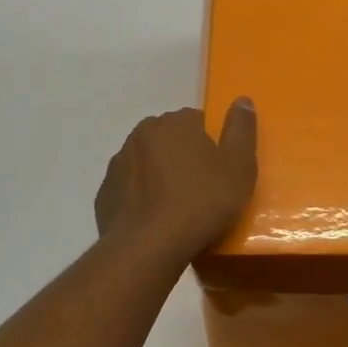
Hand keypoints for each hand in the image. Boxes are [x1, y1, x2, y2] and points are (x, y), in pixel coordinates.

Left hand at [95, 100, 259, 261]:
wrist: (149, 247)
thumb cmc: (202, 202)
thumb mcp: (239, 166)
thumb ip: (241, 129)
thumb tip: (242, 99)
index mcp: (175, 123)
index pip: (197, 120)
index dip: (212, 144)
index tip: (221, 170)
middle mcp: (142, 134)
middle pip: (170, 139)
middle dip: (184, 157)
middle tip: (203, 189)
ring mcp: (118, 164)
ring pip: (147, 163)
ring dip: (160, 176)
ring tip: (179, 209)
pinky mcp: (105, 194)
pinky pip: (130, 189)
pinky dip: (142, 199)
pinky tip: (155, 221)